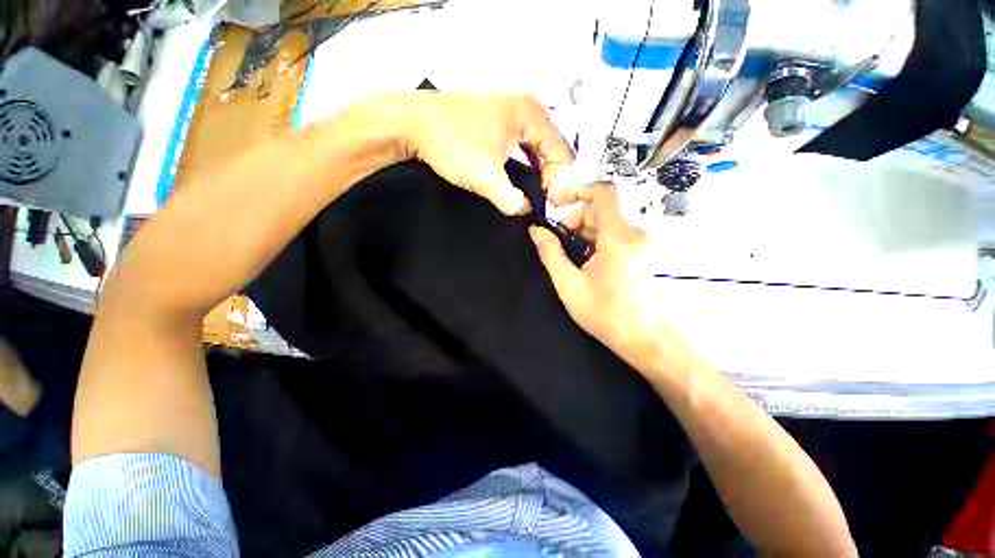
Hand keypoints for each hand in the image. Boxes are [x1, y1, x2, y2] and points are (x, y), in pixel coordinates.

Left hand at [400, 92, 574, 215]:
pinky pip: (520, 145)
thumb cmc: (453, 145)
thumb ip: (512, 200)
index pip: (562, 153)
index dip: (559, 182)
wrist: (412, 123)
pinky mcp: (496, 120)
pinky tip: (516, 180)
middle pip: (550, 149)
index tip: (549, 206)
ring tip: (530, 196)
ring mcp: (510, 112)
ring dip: (535, 172)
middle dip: (548, 178)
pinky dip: (522, 163)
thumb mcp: (486, 178)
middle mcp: (526, 108)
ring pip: (535, 148)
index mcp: (532, 115)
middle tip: (541, 204)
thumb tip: (526, 210)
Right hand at [529, 184, 676, 368]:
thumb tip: (536, 231)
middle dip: (577, 216)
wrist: (646, 337)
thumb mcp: (569, 285)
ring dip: (588, 227)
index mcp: (620, 237)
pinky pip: (620, 229)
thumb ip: (551, 254)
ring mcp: (645, 239)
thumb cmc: (606, 314)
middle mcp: (638, 231)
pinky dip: (600, 235)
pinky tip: (589, 257)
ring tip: (573, 252)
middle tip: (560, 238)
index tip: (556, 202)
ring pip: (611, 217)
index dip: (577, 190)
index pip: (603, 192)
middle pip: (604, 206)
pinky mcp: (646, 248)